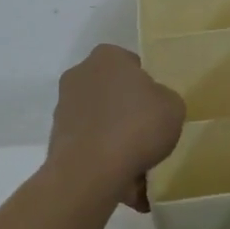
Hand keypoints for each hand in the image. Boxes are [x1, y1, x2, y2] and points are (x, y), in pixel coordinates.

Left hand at [48, 45, 185, 207]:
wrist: (91, 172)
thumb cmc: (137, 126)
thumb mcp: (173, 106)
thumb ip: (164, 98)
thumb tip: (153, 105)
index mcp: (108, 56)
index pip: (132, 65)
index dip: (148, 87)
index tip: (157, 108)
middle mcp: (80, 74)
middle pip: (112, 90)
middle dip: (126, 109)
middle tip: (147, 132)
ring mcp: (64, 107)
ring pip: (99, 118)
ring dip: (113, 133)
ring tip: (135, 160)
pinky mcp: (56, 138)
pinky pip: (89, 143)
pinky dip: (102, 154)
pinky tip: (119, 172)